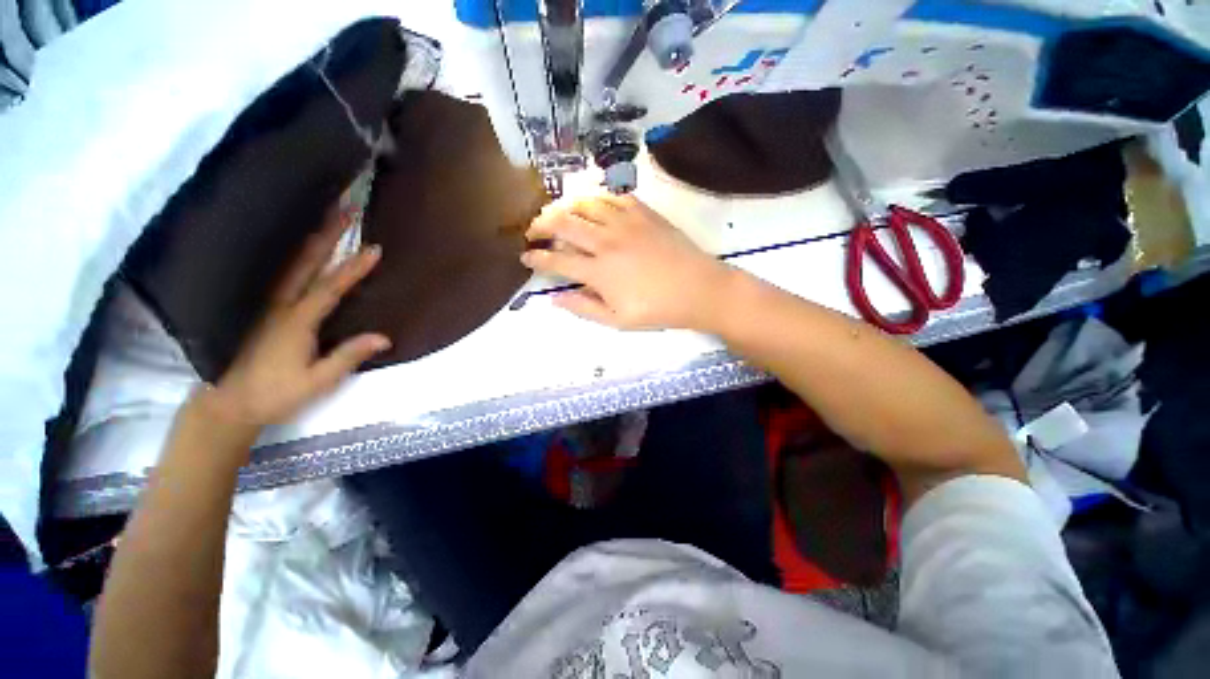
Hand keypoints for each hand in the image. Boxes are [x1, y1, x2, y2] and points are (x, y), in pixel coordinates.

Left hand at [205, 208, 390, 428]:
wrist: (226, 403)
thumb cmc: (274, 394)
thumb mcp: (317, 382)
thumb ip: (347, 357)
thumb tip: (384, 337)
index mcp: (295, 321)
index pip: (329, 288)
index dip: (352, 268)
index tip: (374, 248)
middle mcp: (278, 305)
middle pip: (305, 263)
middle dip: (326, 234)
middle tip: (344, 208)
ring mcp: (265, 303)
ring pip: (289, 263)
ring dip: (309, 237)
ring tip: (325, 215)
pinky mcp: (258, 307)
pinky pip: (277, 273)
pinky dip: (291, 253)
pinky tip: (298, 245)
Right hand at [521, 194, 731, 329]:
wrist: (698, 289)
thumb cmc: (657, 309)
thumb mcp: (617, 320)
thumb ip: (583, 308)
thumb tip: (554, 298)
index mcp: (598, 271)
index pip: (556, 261)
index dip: (535, 259)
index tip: (525, 257)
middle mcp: (606, 241)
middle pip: (563, 224)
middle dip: (540, 225)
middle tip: (533, 231)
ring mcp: (625, 223)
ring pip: (585, 204)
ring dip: (565, 208)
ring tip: (559, 215)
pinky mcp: (644, 212)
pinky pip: (613, 197)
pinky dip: (597, 199)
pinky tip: (593, 206)